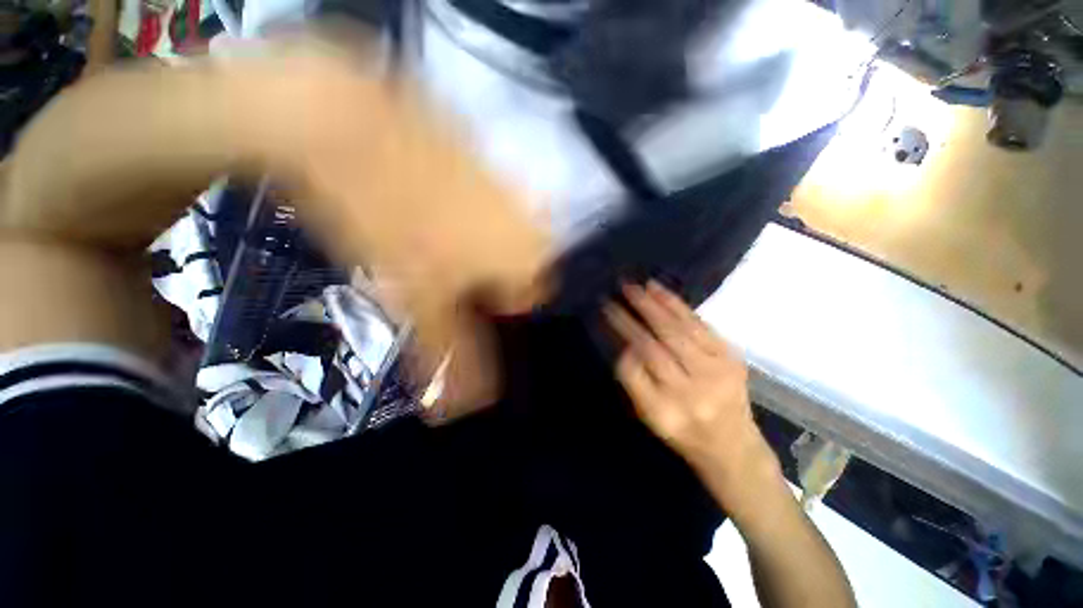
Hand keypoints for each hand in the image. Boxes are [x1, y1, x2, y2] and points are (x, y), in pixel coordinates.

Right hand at [605, 281, 777, 514]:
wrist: (731, 443)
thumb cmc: (681, 429)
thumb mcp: (647, 415)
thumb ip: (633, 379)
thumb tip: (624, 341)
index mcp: (665, 411)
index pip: (634, 366)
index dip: (621, 334)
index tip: (607, 311)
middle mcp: (692, 391)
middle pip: (657, 343)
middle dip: (635, 313)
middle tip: (619, 290)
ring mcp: (716, 372)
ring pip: (679, 329)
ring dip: (655, 303)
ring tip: (636, 286)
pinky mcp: (731, 357)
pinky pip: (700, 325)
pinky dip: (677, 305)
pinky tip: (660, 291)